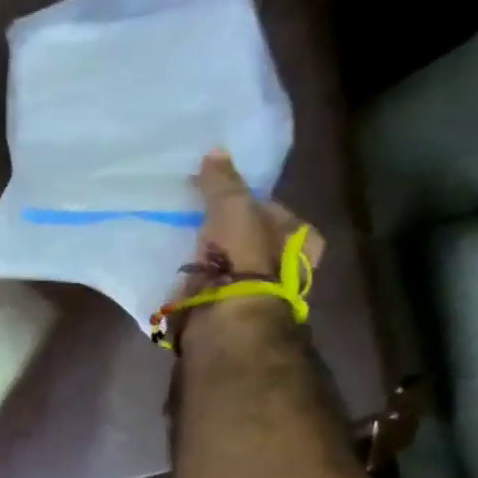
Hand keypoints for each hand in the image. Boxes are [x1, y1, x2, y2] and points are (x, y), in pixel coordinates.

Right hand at [174, 150, 324, 344]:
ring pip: (228, 268)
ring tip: (179, 248)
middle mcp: (286, 271)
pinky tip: (174, 276)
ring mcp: (255, 297)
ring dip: (207, 262)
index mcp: (303, 242)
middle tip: (195, 223)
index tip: (218, 201)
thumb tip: (215, 151)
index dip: (248, 204)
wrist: (225, 325)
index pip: (275, 213)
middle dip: (225, 236)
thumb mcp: (234, 210)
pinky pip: (206, 292)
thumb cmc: (242, 262)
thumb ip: (223, 183)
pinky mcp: (225, 318)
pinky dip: (192, 286)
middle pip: (250, 243)